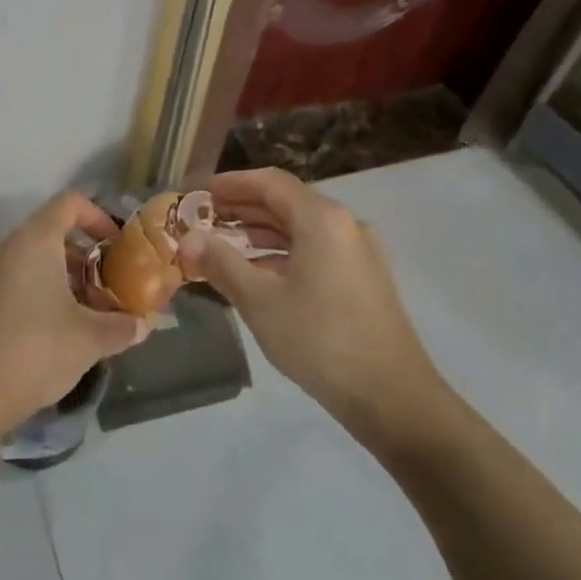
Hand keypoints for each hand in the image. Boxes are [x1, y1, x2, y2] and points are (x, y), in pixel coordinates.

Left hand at [0, 192, 147, 432]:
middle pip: (46, 235)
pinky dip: (24, 296)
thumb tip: (142, 326)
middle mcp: (1, 247)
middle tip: (100, 291)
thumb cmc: (36, 352)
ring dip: (52, 279)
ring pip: (22, 262)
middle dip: (78, 259)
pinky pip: (1, 285)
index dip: (96, 217)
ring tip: (73, 316)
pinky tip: (36, 335)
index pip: (68, 203)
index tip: (114, 246)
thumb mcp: (90, 340)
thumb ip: (122, 327)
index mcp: (32, 241)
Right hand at [180, 168, 461, 444]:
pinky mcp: (363, 278)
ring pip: (300, 228)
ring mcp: (357, 252)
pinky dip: (282, 253)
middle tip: (202, 219)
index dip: (230, 183)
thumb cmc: (320, 340)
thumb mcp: (260, 301)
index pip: (269, 182)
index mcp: (321, 219)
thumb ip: (221, 263)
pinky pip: (315, 250)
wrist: (392, 397)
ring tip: (221, 245)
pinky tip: (257, 274)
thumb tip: (188, 238)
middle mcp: (344, 224)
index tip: (198, 193)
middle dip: (242, 208)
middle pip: (286, 202)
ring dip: (260, 232)